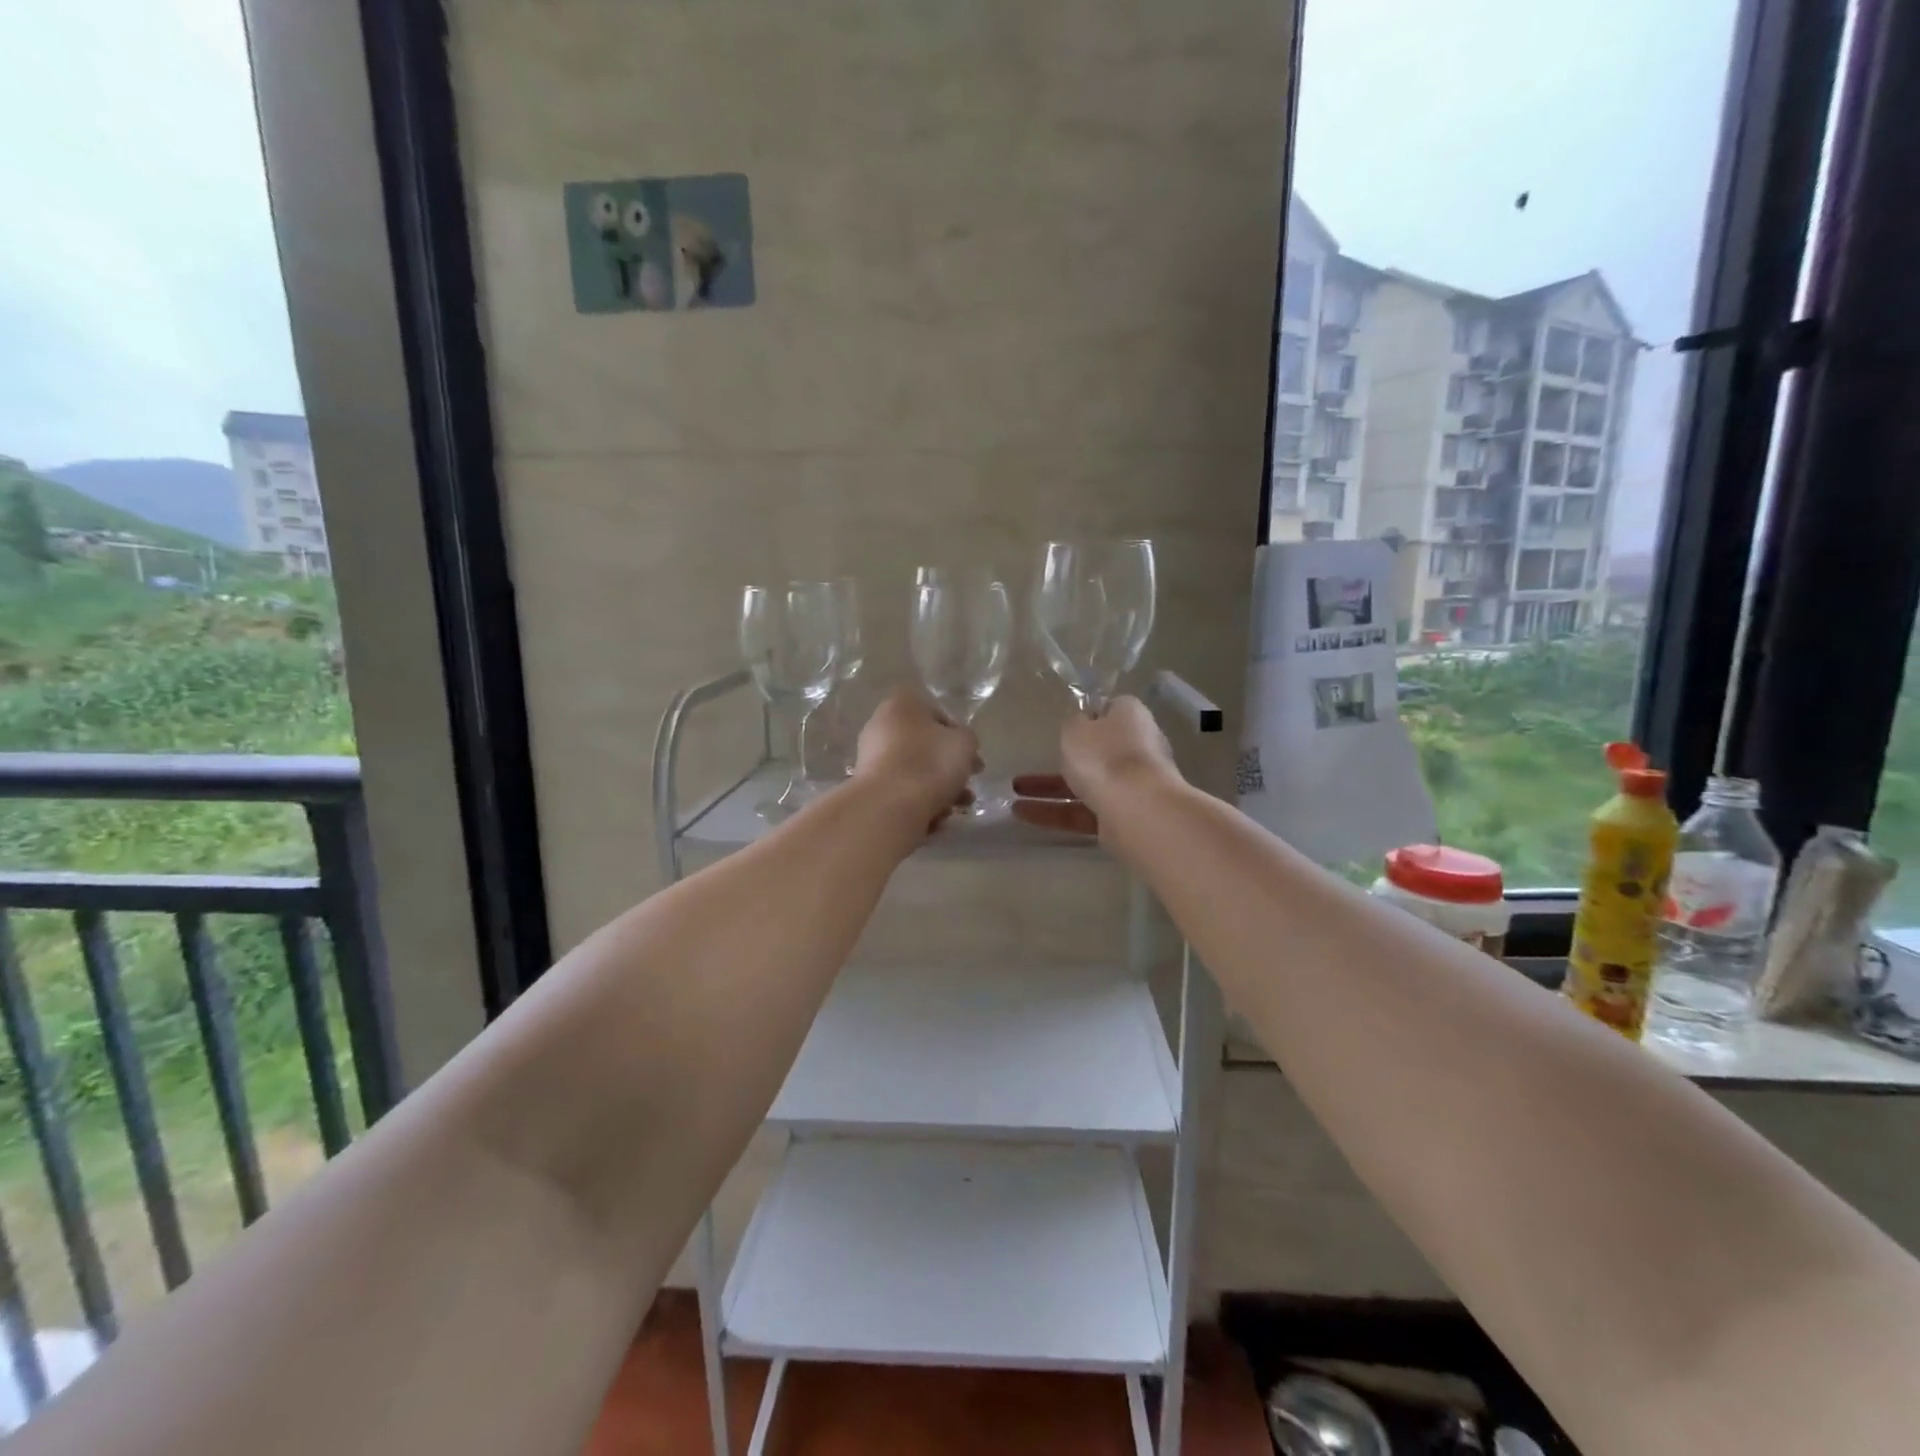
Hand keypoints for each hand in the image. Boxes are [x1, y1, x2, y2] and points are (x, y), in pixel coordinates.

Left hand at [853, 687, 980, 828]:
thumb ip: (967, 738)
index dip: (958, 735)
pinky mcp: (869, 790)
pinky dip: (919, 805)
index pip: (936, 713)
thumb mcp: (964, 743)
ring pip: (914, 773)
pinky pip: (902, 794)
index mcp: (901, 705)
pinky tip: (935, 820)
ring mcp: (870, 760)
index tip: (971, 756)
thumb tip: (960, 744)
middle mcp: (880, 727)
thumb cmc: (930, 763)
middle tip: (968, 785)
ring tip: (957, 809)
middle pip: (924, 746)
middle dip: (949, 768)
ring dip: (940, 791)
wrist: (889, 807)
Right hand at [1011, 697, 1180, 836]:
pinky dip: (1054, 813)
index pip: (1110, 710)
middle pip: (1098, 751)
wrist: (1136, 810)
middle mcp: (1136, 749)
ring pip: (1085, 784)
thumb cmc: (1104, 756)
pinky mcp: (1120, 817)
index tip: (1065, 725)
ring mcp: (1130, 786)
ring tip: (1013, 795)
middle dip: (1066, 759)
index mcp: (1131, 718)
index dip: (1088, 716)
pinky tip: (1022, 814)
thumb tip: (1082, 724)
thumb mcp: (1076, 729)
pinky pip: (1081, 812)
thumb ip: (1073, 725)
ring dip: (1050, 790)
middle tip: (1036, 760)